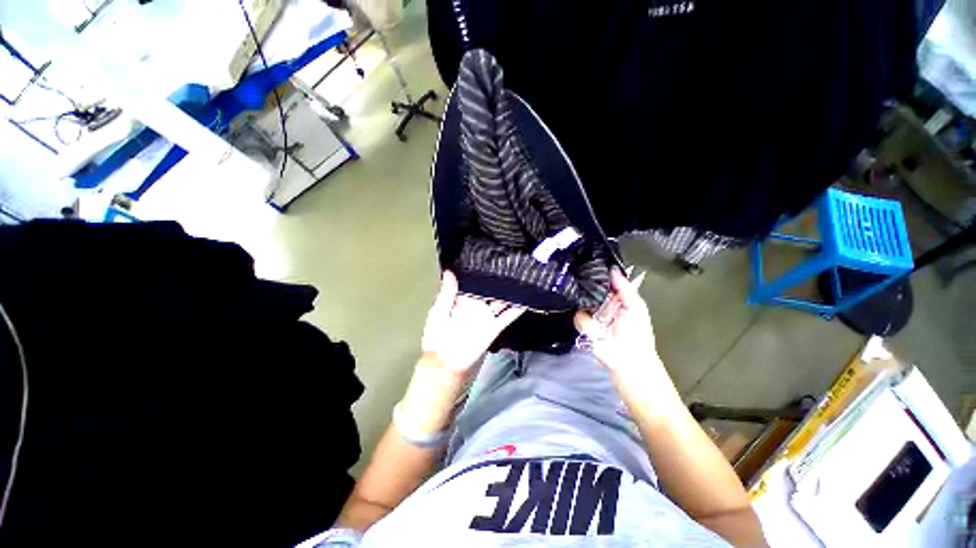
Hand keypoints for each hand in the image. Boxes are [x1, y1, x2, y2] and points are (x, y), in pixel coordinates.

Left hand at [421, 270, 525, 374]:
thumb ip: (446, 293)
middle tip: (509, 264)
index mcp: (460, 300)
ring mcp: (486, 316)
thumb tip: (449, 271)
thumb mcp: (438, 313)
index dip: (479, 272)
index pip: (472, 283)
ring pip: (500, 301)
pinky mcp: (494, 327)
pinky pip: (507, 316)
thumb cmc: (437, 339)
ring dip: (510, 292)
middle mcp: (475, 306)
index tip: (488, 258)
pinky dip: (517, 309)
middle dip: (497, 279)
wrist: (447, 365)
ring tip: (521, 277)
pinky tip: (526, 299)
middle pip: (488, 290)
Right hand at [574, 268, 661, 381]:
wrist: (628, 364)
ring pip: (582, 301)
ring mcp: (593, 315)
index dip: (600, 273)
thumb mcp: (637, 308)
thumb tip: (613, 269)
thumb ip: (625, 288)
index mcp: (619, 299)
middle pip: (591, 289)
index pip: (606, 281)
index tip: (591, 262)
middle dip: (588, 285)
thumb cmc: (637, 335)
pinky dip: (585, 321)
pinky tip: (593, 325)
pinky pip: (578, 317)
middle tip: (583, 277)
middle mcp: (604, 304)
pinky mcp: (584, 326)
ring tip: (596, 313)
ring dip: (587, 305)